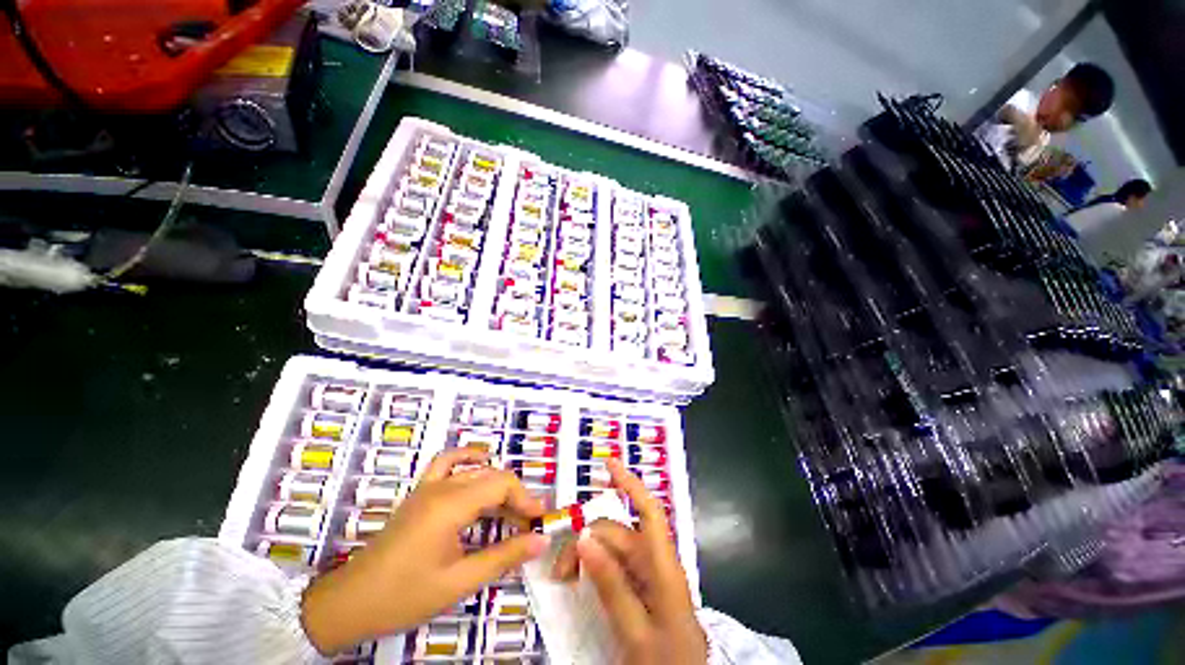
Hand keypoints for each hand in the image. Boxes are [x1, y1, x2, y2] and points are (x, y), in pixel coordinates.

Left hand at [301, 448, 548, 653]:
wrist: (349, 603)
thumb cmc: (403, 596)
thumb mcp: (459, 582)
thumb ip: (503, 557)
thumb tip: (541, 540)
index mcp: (450, 505)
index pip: (501, 484)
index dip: (526, 499)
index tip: (540, 521)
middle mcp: (441, 487)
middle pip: (491, 476)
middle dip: (515, 497)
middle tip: (529, 523)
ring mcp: (428, 487)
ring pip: (475, 472)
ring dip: (497, 485)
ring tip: (511, 510)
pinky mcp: (419, 494)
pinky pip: (447, 464)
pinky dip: (467, 460)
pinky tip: (479, 466)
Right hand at [551, 459, 706, 664]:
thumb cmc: (667, 662)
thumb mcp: (636, 631)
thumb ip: (612, 585)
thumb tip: (584, 537)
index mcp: (663, 567)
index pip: (649, 512)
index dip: (631, 484)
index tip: (609, 464)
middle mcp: (655, 563)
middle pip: (618, 534)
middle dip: (586, 540)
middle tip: (559, 572)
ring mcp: (648, 576)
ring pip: (612, 550)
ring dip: (587, 555)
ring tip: (564, 578)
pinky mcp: (641, 589)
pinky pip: (615, 567)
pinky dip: (594, 567)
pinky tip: (579, 579)